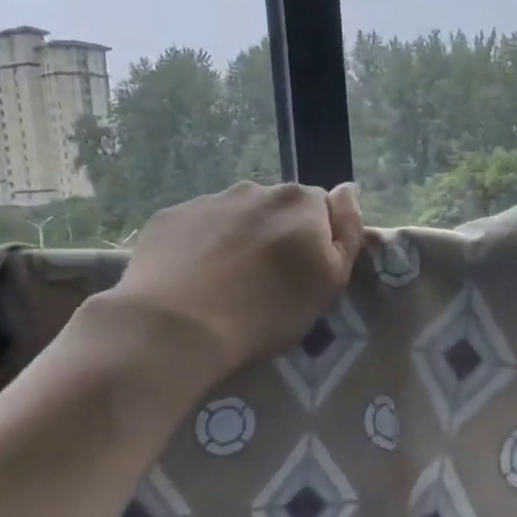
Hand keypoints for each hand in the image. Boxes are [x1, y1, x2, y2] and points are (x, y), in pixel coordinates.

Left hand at [103, 180, 364, 387]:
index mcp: (301, 202)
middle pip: (278, 209)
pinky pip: (197, 228)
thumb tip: (348, 190)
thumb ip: (348, 230)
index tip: (306, 271)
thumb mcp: (330, 281)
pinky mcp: (169, 218)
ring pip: (236, 216)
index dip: (318, 239)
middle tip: (268, 282)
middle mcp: (256, 189)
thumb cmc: (268, 311)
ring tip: (227, 284)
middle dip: (278, 235)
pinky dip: (201, 246)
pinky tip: (194, 281)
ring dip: (239, 239)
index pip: (323, 208)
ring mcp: (208, 200)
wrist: (177, 327)